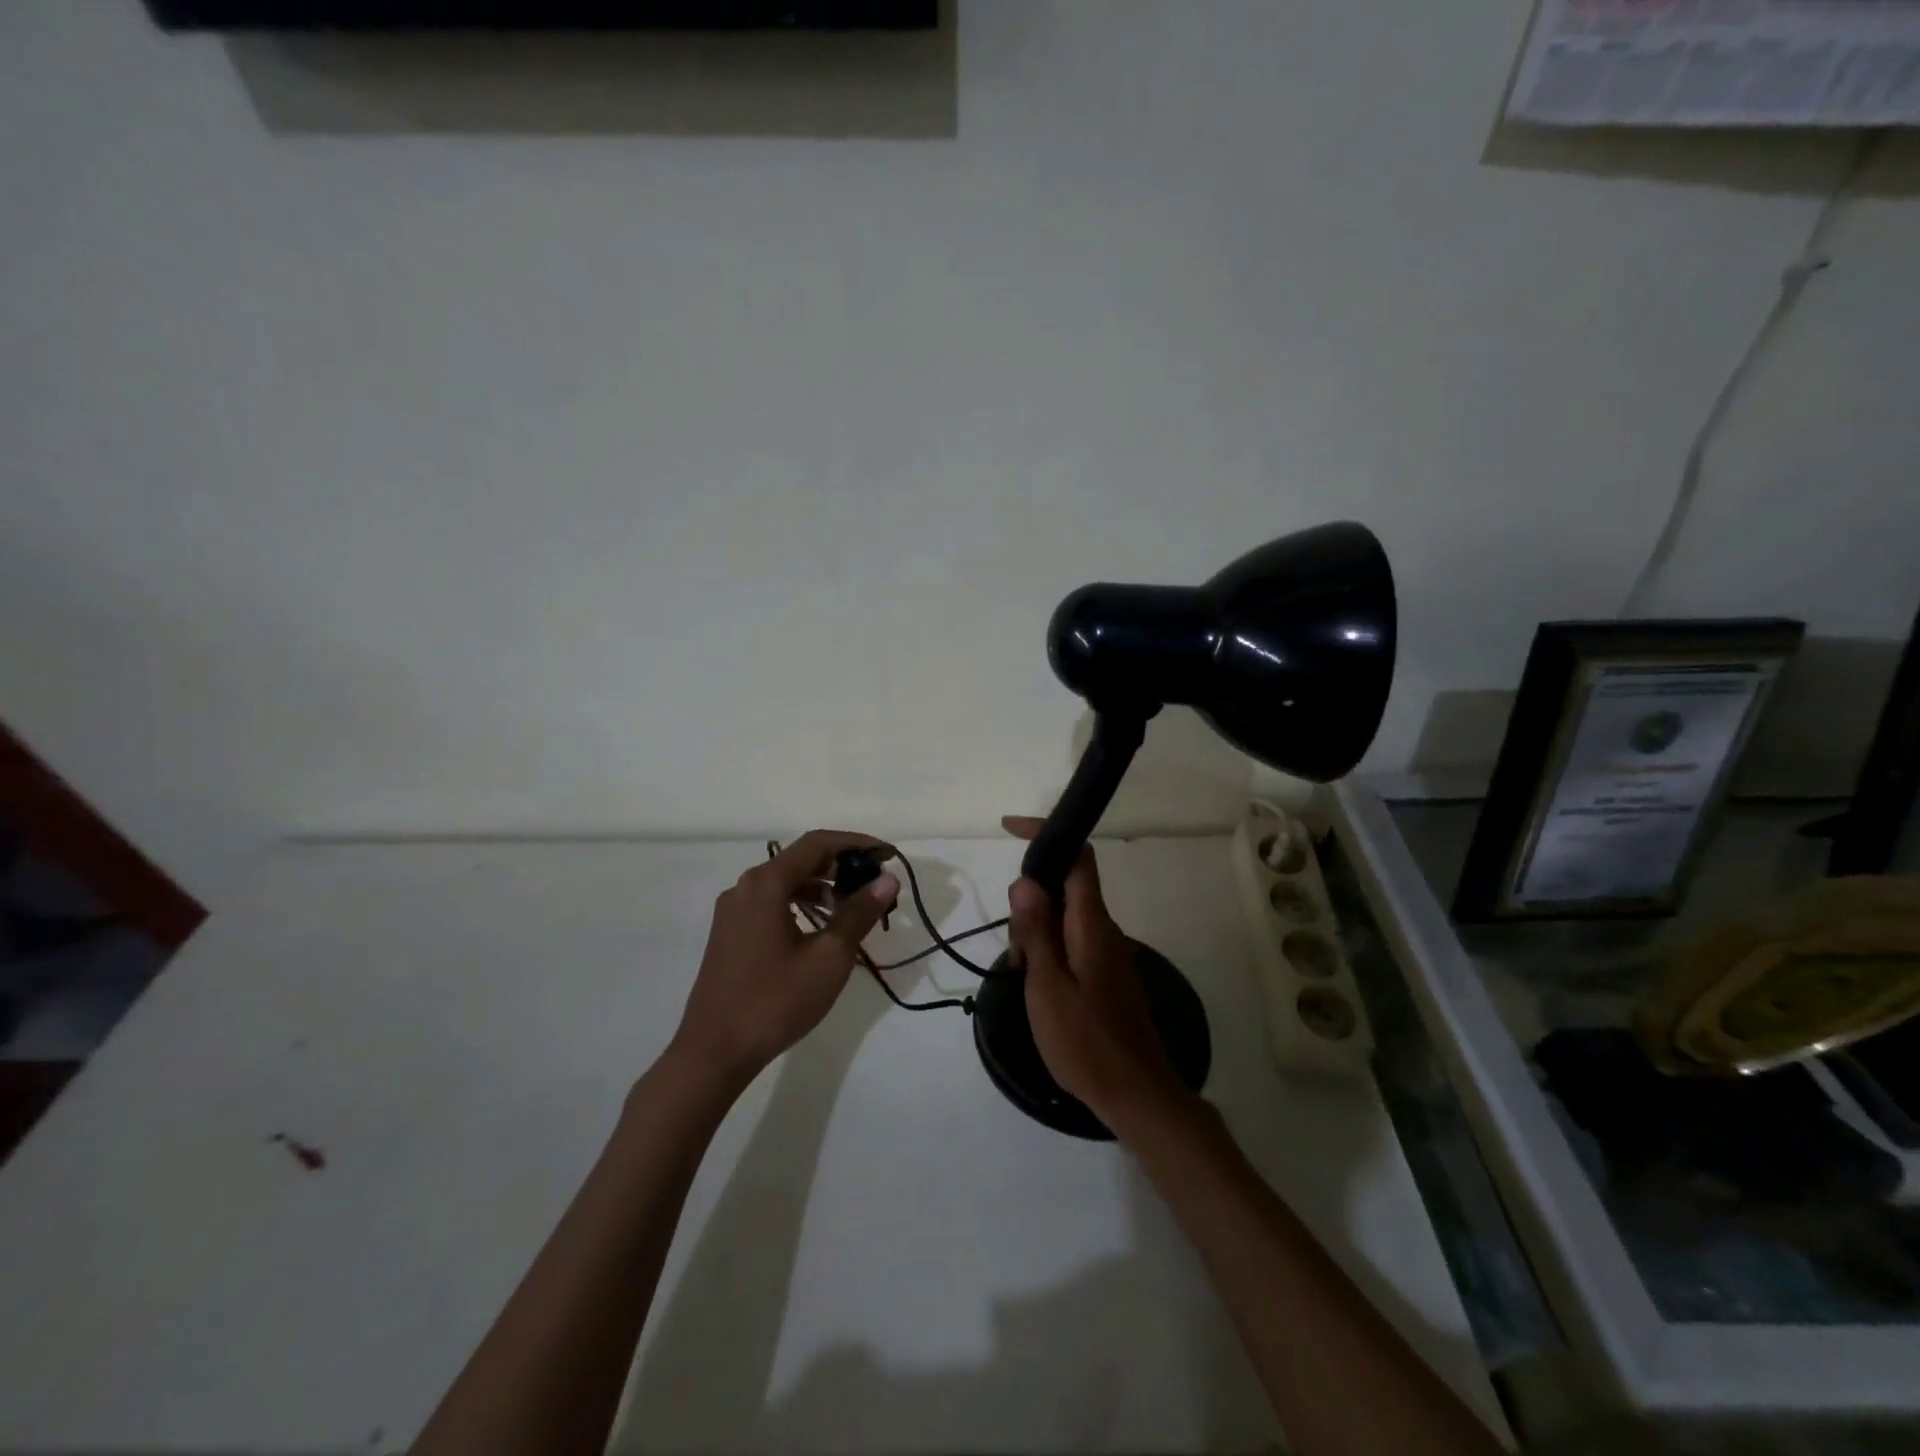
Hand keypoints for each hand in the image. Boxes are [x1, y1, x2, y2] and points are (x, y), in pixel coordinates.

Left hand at [672, 830, 899, 1086]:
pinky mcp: (730, 933)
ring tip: (854, 910)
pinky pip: (772, 903)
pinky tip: (822, 930)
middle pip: (800, 860)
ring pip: (786, 883)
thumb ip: (859, 913)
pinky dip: (801, 905)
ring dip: (823, 888)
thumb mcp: (828, 958)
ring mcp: (734, 910)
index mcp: (766, 884)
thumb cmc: (775, 1001)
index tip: (886, 856)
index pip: (817, 843)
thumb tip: (888, 880)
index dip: (855, 843)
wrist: (714, 1053)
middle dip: (841, 867)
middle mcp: (746, 887)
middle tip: (875, 886)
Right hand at [1002, 816, 1192, 1132]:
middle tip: (1014, 945)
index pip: (1078, 857)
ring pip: (1066, 917)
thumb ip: (1035, 931)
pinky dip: (1049, 950)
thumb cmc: (1086, 1042)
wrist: (1137, 1094)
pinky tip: (1038, 986)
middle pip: (1067, 886)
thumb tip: (1025, 880)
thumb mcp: (1047, 986)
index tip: (1011, 829)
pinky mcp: (1107, 974)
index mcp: (1092, 924)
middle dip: (1031, 897)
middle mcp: (1105, 929)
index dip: (1048, 833)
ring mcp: (1109, 952)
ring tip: (1023, 974)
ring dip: (1037, 930)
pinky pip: (1073, 942)